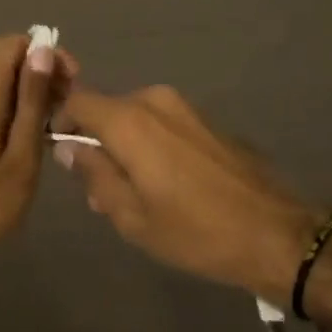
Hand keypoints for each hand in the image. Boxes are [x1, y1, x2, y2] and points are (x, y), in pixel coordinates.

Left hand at [0, 33, 75, 331]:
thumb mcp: (22, 154)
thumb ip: (32, 99)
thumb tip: (43, 50)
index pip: (15, 43)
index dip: (47, 54)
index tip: (72, 83)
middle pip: (5, 56)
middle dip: (40, 72)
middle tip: (67, 107)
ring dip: (27, 90)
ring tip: (53, 123)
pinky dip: (9, 104)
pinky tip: (28, 135)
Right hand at [57, 83, 331, 331]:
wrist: (274, 231)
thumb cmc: (194, 230)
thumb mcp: (131, 216)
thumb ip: (94, 175)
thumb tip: (70, 148)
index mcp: (129, 120)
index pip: (78, 100)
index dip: (60, 119)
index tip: (57, 148)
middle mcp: (154, 101)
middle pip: (107, 109)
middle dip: (95, 140)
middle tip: (97, 188)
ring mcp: (184, 107)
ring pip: (135, 117)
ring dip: (124, 144)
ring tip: (134, 192)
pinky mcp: (205, 119)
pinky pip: (162, 123)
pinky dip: (151, 143)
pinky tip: (166, 183)